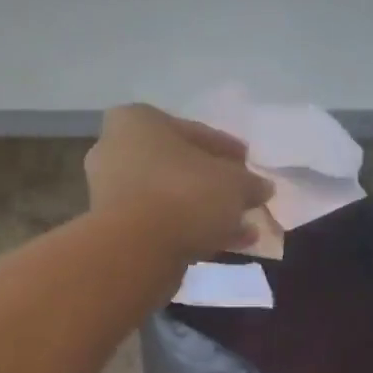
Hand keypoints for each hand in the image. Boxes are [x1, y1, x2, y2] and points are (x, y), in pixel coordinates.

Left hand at [85, 104, 273, 260]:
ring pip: (170, 200)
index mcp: (137, 122)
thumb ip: (249, 183)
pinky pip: (160, 226)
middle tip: (243, 199)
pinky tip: (221, 245)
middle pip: (178, 168)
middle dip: (214, 185)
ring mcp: (110, 195)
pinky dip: (189, 232)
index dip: (227, 150)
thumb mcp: (233, 184)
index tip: (249, 164)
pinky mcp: (114, 233)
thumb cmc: (183, 195)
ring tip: (240, 228)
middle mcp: (116, 152)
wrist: (135, 250)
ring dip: (205, 213)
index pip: (194, 132)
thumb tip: (262, 188)